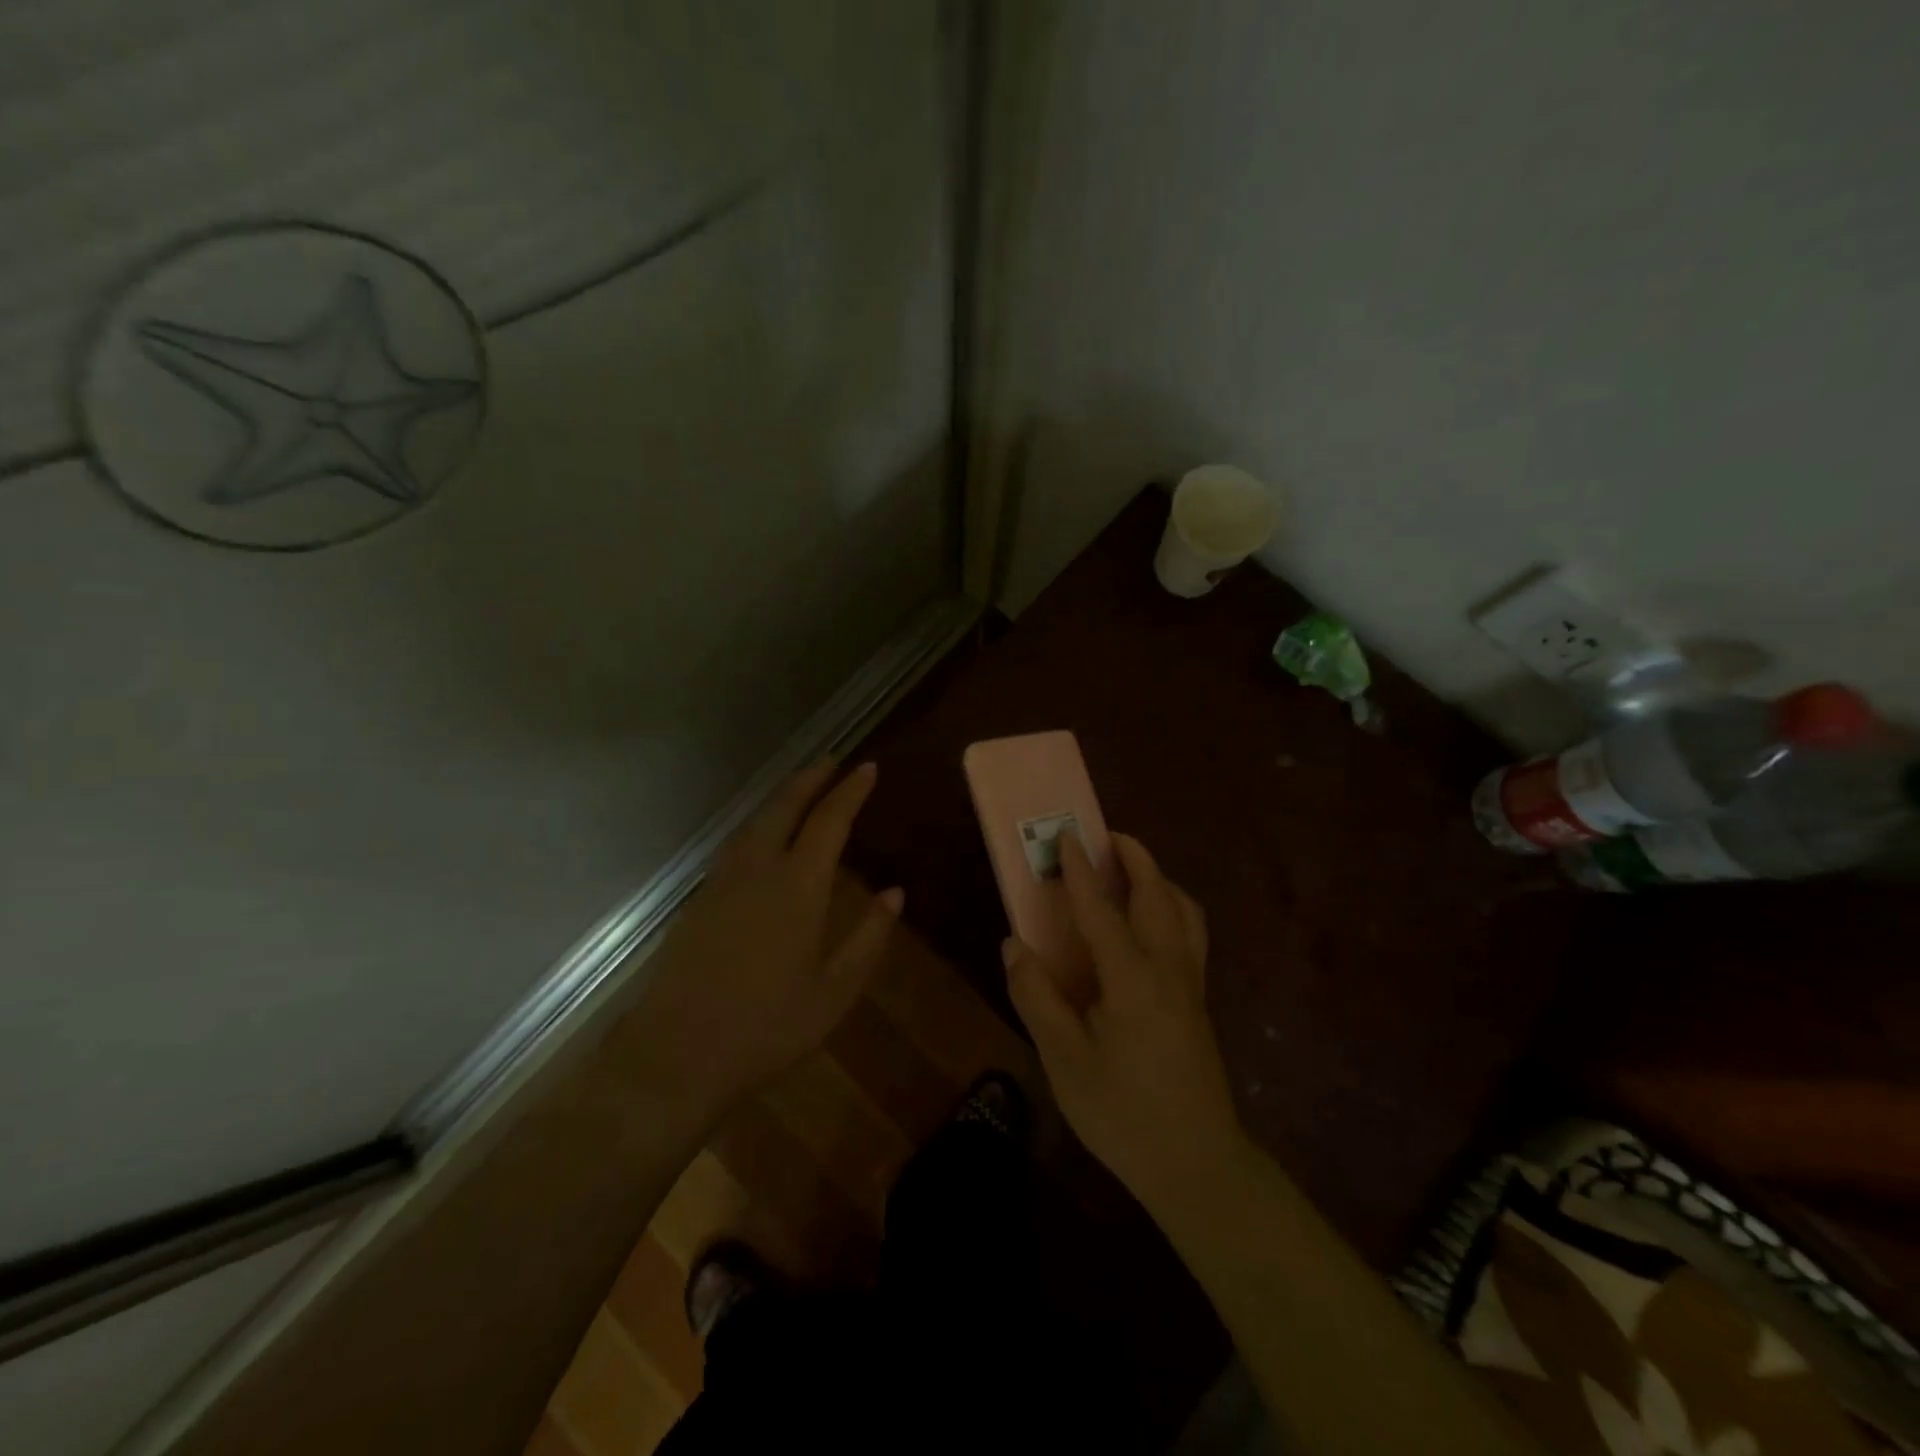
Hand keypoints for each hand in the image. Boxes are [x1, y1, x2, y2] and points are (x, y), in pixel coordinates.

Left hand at [618, 759, 901, 1114]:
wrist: (676, 1055)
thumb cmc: (768, 1026)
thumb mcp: (835, 990)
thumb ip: (869, 936)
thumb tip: (895, 892)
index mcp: (798, 886)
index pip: (829, 821)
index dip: (850, 791)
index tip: (867, 768)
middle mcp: (758, 870)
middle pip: (784, 806)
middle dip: (810, 779)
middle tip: (832, 761)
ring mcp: (722, 882)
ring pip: (755, 822)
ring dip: (781, 797)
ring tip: (801, 789)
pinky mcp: (699, 900)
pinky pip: (736, 844)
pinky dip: (759, 824)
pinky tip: (763, 836)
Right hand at [1005, 832, 1246, 1207]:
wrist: (1196, 1165)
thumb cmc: (1122, 1113)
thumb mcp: (1064, 1060)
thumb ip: (1037, 997)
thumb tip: (1014, 945)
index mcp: (1133, 979)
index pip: (1102, 909)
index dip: (1081, 871)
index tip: (1066, 836)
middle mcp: (1169, 969)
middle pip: (1158, 896)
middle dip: (1136, 858)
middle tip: (1108, 836)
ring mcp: (1191, 985)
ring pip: (1184, 912)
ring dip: (1159, 881)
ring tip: (1133, 872)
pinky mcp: (1199, 1002)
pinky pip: (1191, 935)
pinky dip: (1173, 908)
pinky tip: (1152, 926)